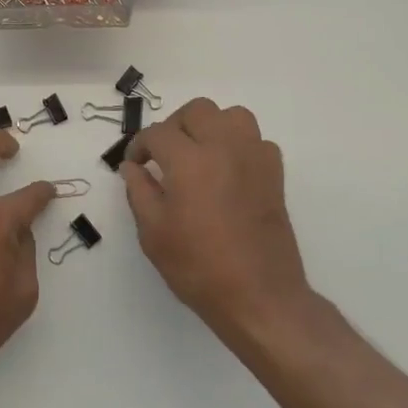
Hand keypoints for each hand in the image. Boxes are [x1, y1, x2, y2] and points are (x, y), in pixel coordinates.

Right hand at [120, 99, 312, 342]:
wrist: (259, 297)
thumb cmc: (199, 267)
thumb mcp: (153, 233)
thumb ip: (138, 191)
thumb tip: (133, 166)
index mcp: (189, 160)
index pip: (157, 133)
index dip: (140, 145)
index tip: (135, 163)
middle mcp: (223, 147)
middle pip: (197, 111)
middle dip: (175, 126)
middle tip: (165, 154)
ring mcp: (253, 158)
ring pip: (232, 116)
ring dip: (212, 127)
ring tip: (199, 153)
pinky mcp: (274, 174)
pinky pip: (256, 141)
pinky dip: (239, 146)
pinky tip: (228, 170)